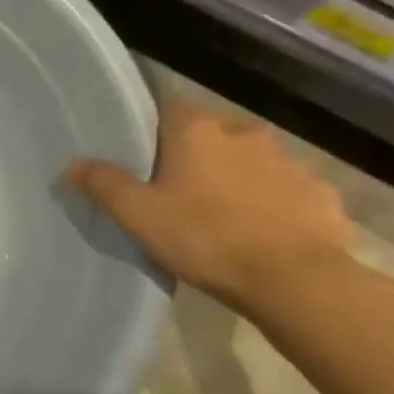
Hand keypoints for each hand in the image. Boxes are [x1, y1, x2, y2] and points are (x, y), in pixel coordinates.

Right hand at [65, 103, 358, 319]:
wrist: (298, 283)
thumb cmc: (207, 238)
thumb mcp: (140, 215)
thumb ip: (103, 184)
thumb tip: (72, 164)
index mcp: (196, 129)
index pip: (168, 110)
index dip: (155, 133)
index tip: (147, 161)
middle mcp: (243, 131)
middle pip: (211, 134)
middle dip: (198, 157)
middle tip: (182, 194)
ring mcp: (289, 160)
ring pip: (252, 161)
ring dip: (239, 179)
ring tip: (226, 217)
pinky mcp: (321, 193)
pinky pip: (289, 191)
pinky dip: (277, 205)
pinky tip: (268, 234)